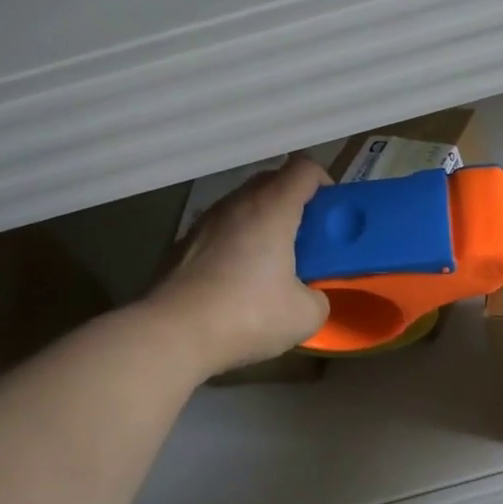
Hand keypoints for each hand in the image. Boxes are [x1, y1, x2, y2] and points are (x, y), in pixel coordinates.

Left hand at [150, 157, 331, 375]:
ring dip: (262, 223)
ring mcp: (204, 222)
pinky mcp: (182, 245)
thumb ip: (317, 295)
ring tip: (271, 262)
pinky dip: (235, 243)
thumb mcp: (306, 315)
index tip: (330, 213)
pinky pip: (220, 231)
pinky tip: (237, 281)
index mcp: (273, 208)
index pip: (305, 168)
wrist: (171, 335)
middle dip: (295, 202)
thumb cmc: (247, 315)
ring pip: (243, 206)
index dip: (324, 183)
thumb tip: (308, 295)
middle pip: (272, 181)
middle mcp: (237, 204)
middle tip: (307, 239)